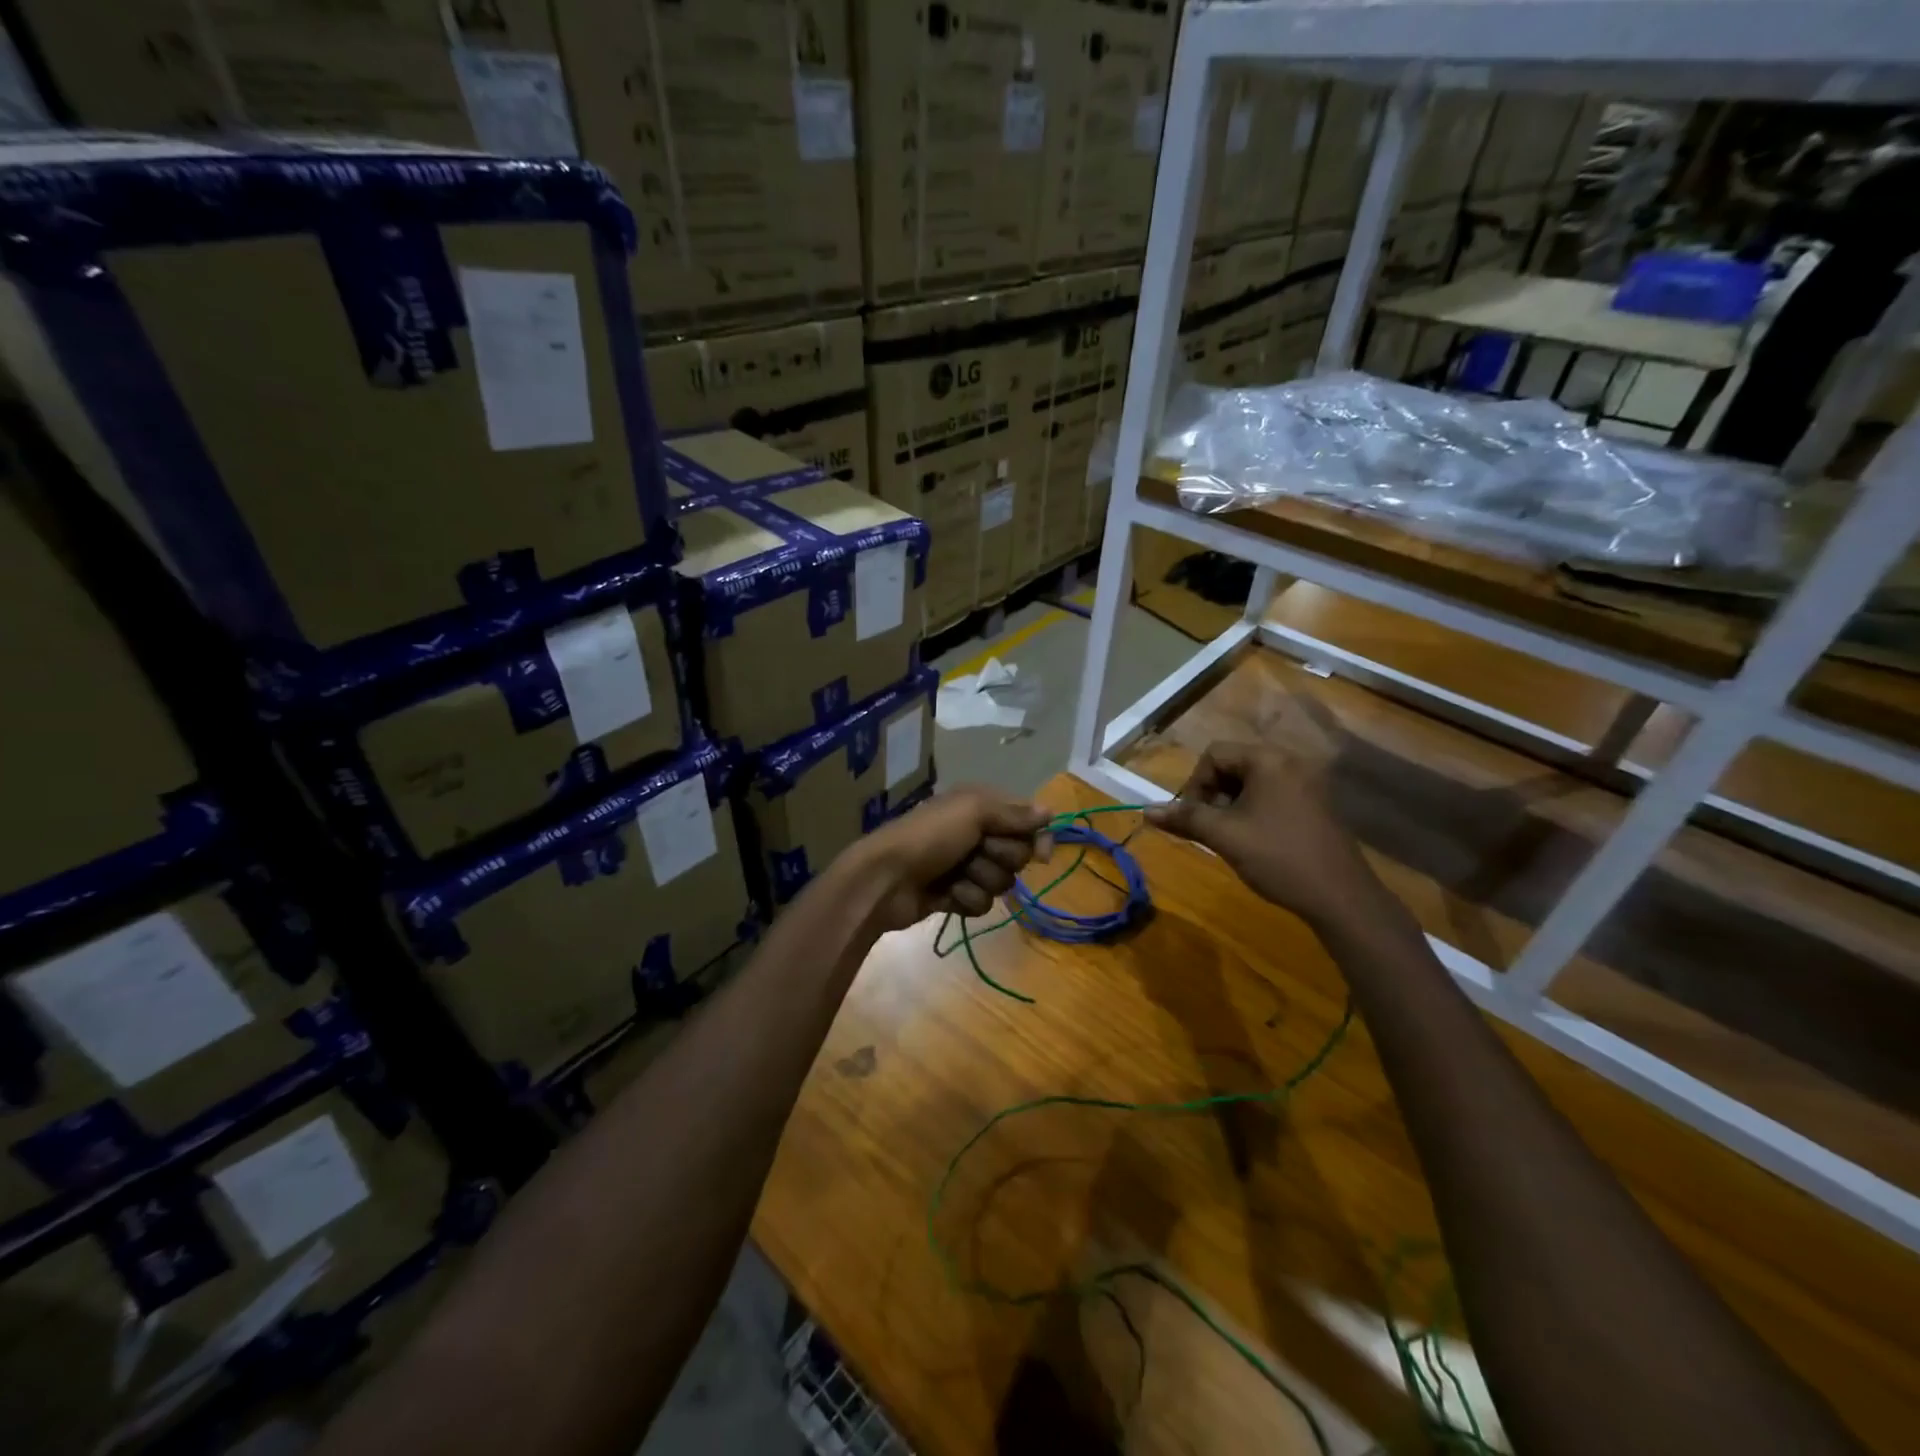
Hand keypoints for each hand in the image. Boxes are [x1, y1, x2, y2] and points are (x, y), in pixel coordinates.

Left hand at [847, 787, 1051, 932]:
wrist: (885, 879)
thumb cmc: (929, 837)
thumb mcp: (972, 811)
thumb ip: (1013, 812)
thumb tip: (1050, 812)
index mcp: (980, 806)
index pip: (1026, 821)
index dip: (1036, 837)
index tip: (1042, 855)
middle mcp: (976, 833)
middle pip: (1017, 854)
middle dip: (1000, 857)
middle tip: (976, 853)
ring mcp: (966, 867)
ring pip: (1002, 881)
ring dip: (980, 880)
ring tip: (955, 876)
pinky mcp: (957, 896)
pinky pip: (982, 903)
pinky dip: (966, 899)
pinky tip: (946, 895)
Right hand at [1145, 741, 1382, 930]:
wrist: (1340, 897)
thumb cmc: (1277, 857)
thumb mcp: (1223, 836)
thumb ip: (1184, 818)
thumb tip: (1146, 811)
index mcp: (1268, 760)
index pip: (1214, 755)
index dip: (1195, 784)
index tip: (1193, 817)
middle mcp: (1290, 762)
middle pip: (1233, 765)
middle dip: (1212, 795)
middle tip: (1209, 829)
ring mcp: (1307, 784)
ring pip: (1252, 783)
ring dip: (1231, 806)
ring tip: (1228, 838)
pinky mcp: (1316, 805)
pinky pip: (1273, 796)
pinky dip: (1253, 812)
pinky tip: (1253, 842)